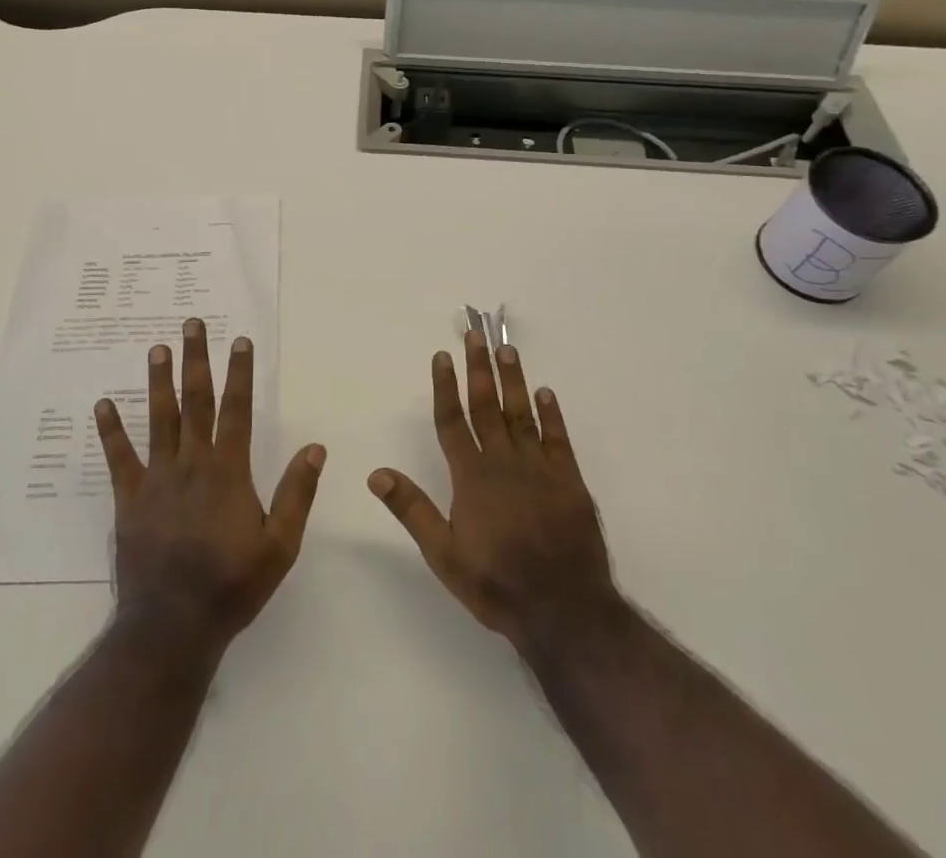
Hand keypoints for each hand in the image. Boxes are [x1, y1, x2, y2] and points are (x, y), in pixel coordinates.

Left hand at [95, 320, 324, 656]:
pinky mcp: (130, 498)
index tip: (239, 340)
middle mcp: (192, 463)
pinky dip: (110, 431)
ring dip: (158, 381)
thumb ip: (297, 493)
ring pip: (158, 419)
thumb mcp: (280, 546)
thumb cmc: (232, 585)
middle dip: (196, 360)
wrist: (172, 626)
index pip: (237, 410)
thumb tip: (315, 447)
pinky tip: (101, 405)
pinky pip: (119, 458)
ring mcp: (157, 478)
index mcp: (228, 471)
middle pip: (195, 401)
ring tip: (157, 348)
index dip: (240, 373)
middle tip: (191, 324)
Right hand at [369, 333, 618, 649]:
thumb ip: (412, 510)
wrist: (565, 611)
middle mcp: (503, 462)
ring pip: (521, 413)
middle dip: (478, 368)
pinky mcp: (570, 480)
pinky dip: (552, 414)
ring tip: (506, 349)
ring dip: (513, 380)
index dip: (445, 386)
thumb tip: (376, 473)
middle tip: (473, 335)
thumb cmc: (497, 583)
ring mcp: (539, 468)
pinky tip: (546, 393)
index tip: (441, 356)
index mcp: (471, 477)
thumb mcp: (444, 555)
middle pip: (486, 405)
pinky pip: (558, 438)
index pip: (452, 421)